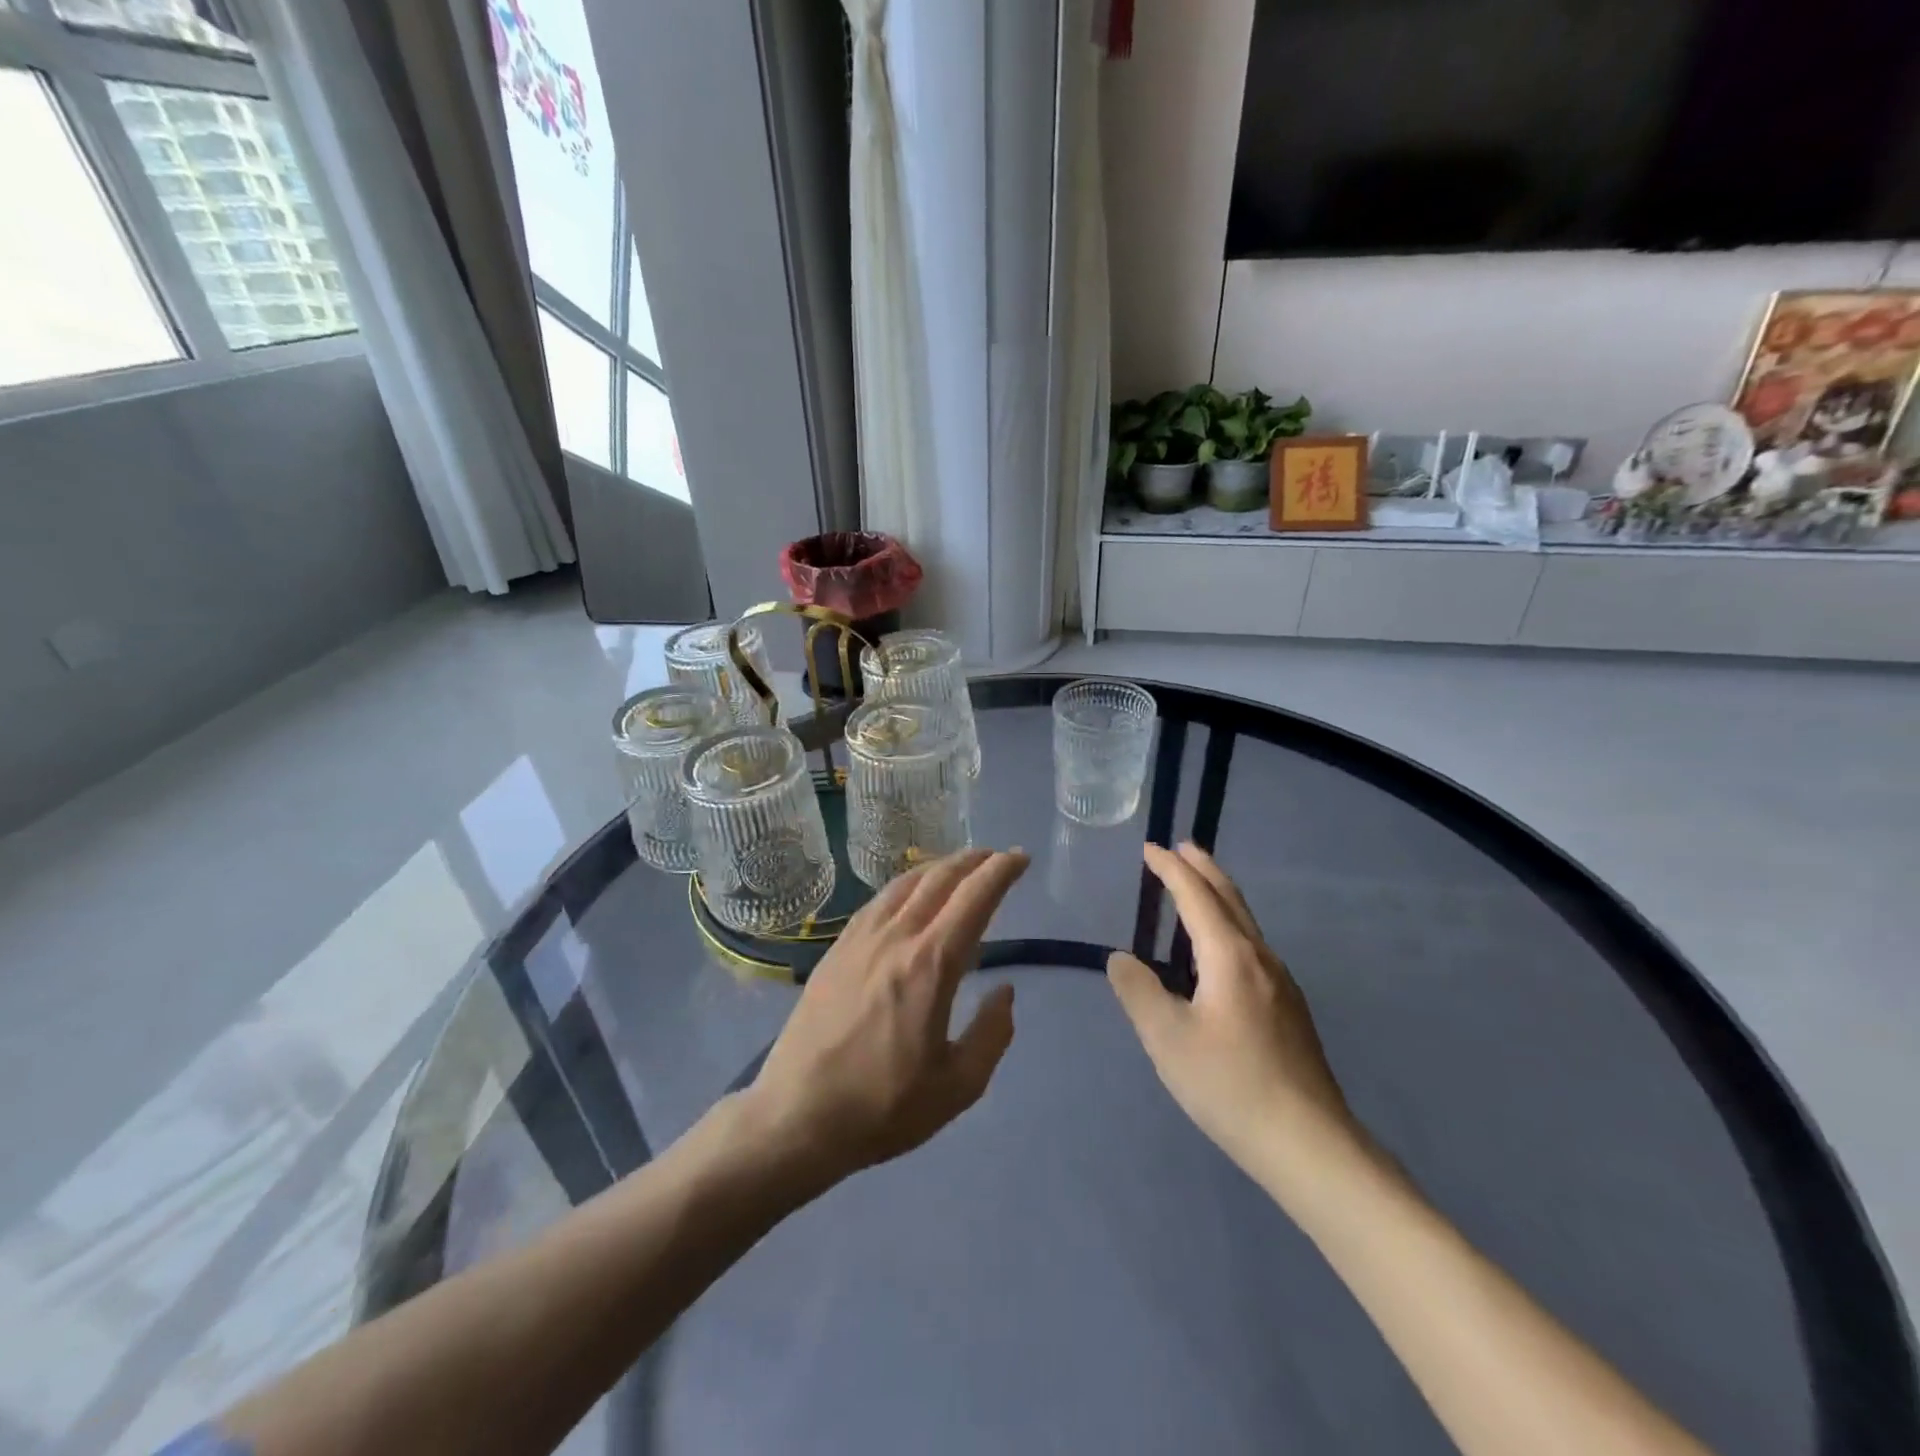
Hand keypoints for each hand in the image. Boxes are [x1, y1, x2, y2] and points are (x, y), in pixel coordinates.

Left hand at [745, 848, 1029, 1184]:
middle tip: (997, 857)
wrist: (796, 1116)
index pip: (974, 897)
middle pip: (940, 878)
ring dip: (940, 867)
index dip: (1001, 871)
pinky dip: (906, 884)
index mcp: (930, 965)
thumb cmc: (883, 1107)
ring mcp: (860, 938)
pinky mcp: (836, 949)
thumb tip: (1005, 991)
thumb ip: (992, 1034)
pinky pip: (879, 900)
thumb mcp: (957, 1087)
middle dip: (974, 860)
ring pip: (906, 882)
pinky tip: (911, 895)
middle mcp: (896, 937)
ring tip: (960, 869)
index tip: (1021, 858)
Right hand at [1108, 843, 1355, 1179]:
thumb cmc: (1230, 1086)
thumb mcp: (1167, 1039)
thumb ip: (1138, 992)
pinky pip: (1252, 947)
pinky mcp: (1290, 1009)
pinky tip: (1218, 952)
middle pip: (1230, 899)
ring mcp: (1282, 984)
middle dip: (1204, 869)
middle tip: (1182, 847)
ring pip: (1245, 923)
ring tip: (1196, 888)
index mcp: (1230, 956)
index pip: (1196, 896)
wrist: (1310, 1145)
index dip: (1171, 869)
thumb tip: (1120, 958)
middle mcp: (1260, 958)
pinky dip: (1228, 926)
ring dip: (1218, 896)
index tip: (1150, 848)